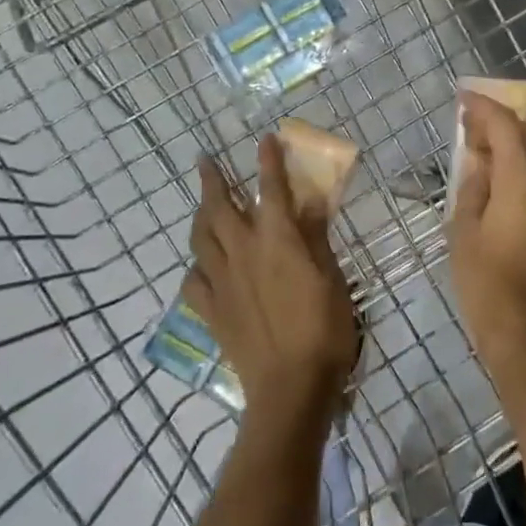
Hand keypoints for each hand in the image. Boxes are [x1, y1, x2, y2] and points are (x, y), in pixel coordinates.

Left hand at [184, 134, 356, 423]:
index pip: (270, 189)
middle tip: (204, 160)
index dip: (267, 161)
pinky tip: (202, 266)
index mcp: (277, 239)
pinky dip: (196, 265)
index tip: (264, 138)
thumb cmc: (323, 328)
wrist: (290, 386)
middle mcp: (243, 251)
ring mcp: (221, 281)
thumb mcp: (332, 278)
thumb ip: (317, 237)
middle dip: (211, 179)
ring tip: (201, 206)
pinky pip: (193, 280)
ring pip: (200, 238)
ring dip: (199, 215)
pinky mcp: (211, 310)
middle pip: (219, 207)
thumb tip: (311, 202)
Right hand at [447, 93, 525, 405]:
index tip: (464, 99)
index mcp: (524, 181)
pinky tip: (505, 197)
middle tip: (469, 127)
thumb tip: (479, 161)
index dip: (484, 108)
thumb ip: (473, 186)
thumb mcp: (464, 232)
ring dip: (513, 153)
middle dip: (499, 126)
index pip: (506, 126)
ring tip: (483, 161)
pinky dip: (524, 179)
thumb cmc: (487, 284)